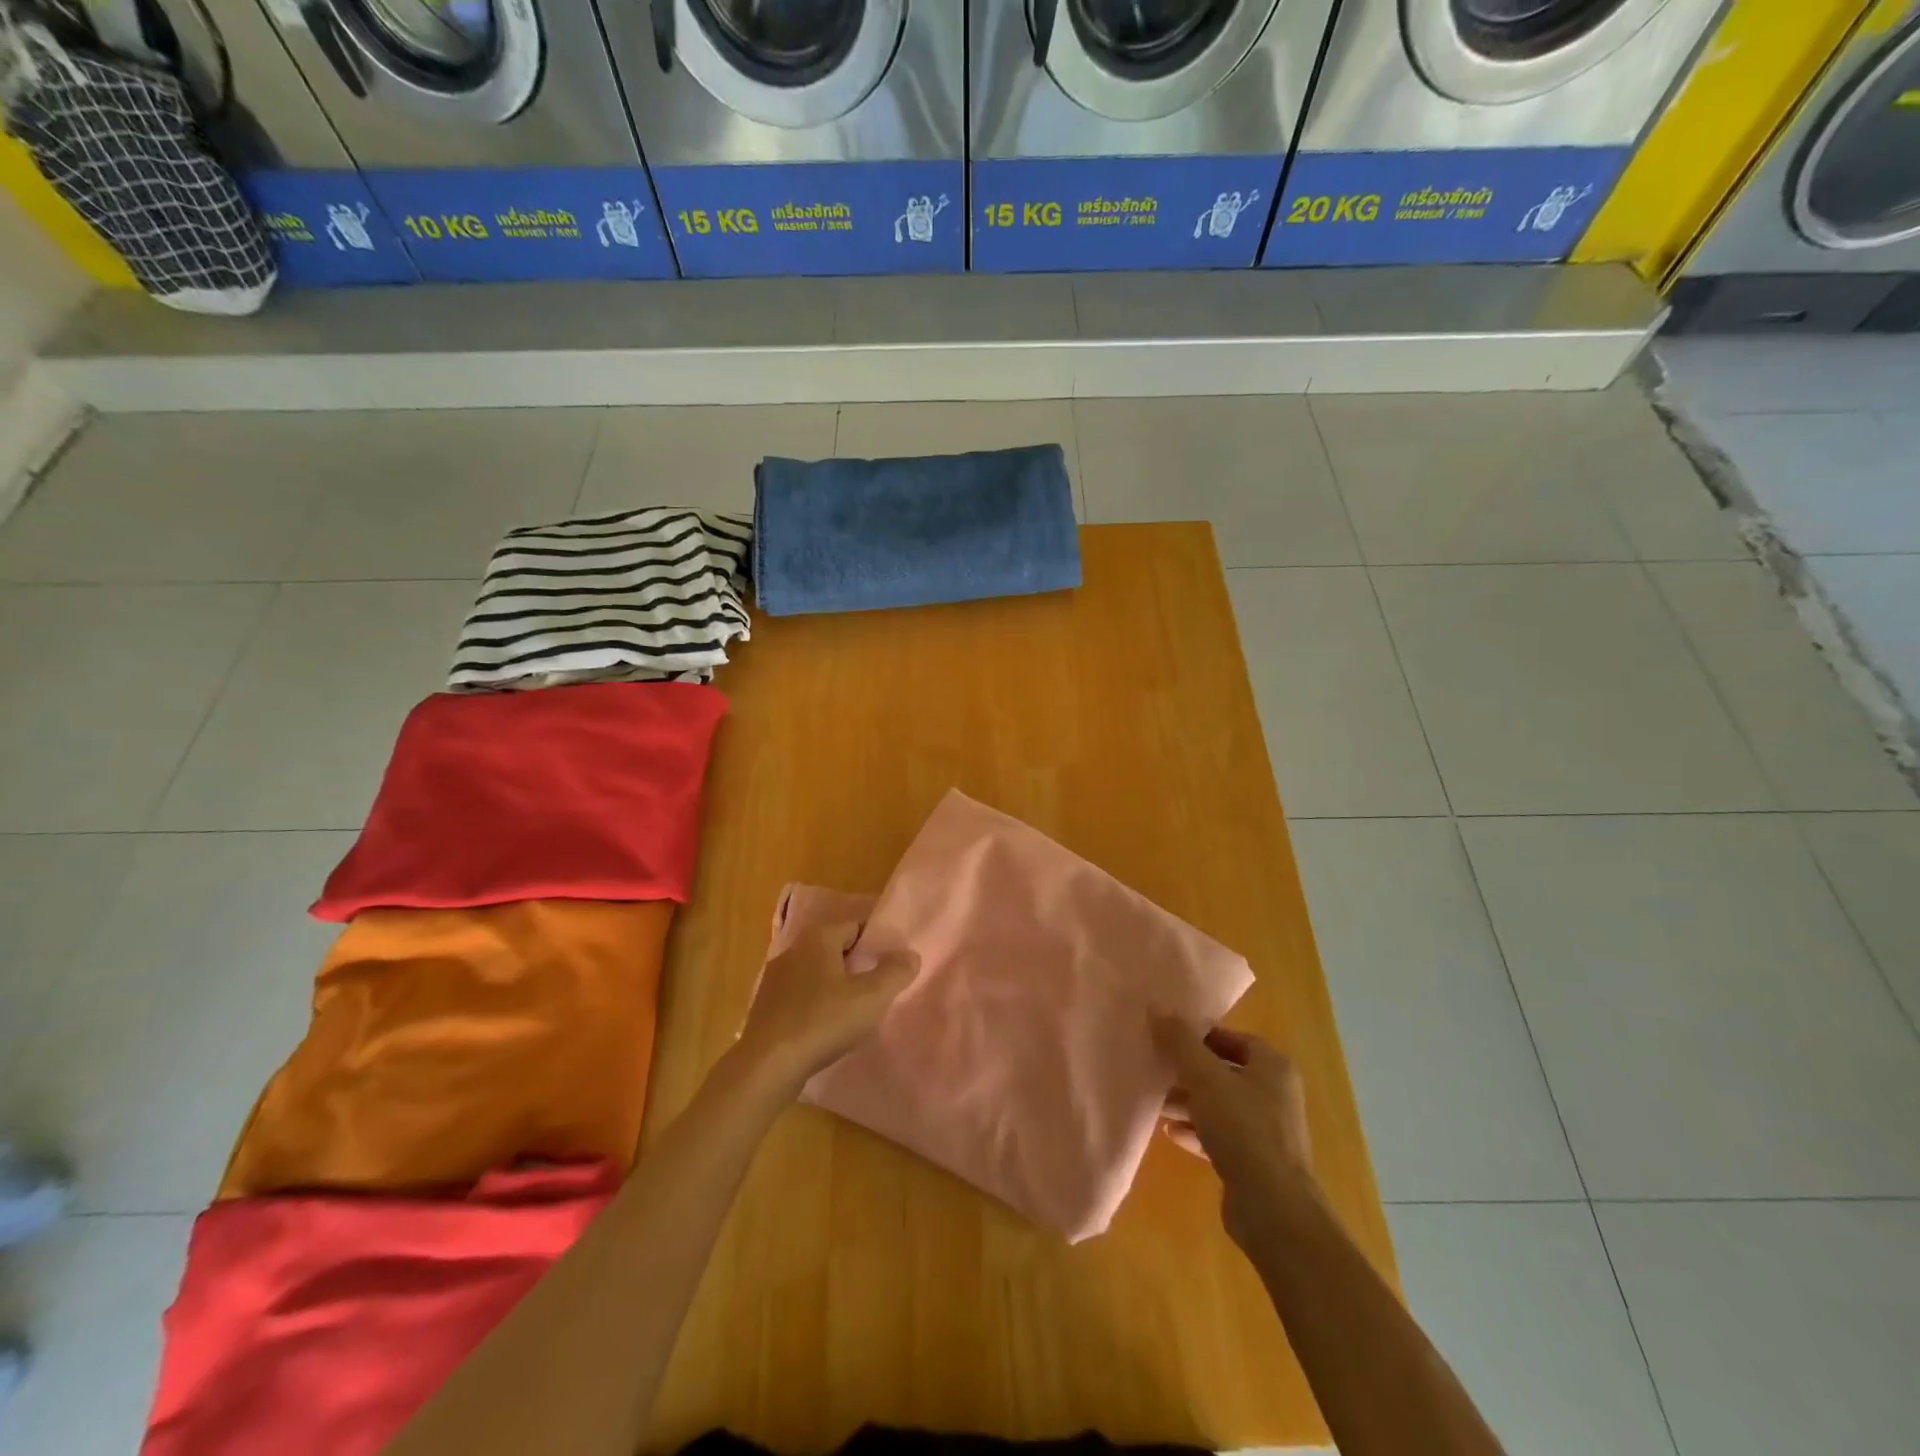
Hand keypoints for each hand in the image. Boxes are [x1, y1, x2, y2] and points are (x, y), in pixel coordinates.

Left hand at [739, 923, 917, 1094]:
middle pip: (835, 948)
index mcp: (818, 938)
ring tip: (854, 1010)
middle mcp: (793, 949)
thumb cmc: (823, 1022)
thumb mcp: (871, 998)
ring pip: (816, 973)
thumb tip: (910, 955)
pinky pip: (799, 995)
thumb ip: (895, 973)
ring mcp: (774, 978)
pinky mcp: (765, 1006)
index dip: (876, 943)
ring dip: (835, 985)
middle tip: (877, 988)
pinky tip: (826, 1027)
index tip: (891, 963)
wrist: (767, 1066)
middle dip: (856, 964)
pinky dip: (816, 1004)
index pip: (855, 926)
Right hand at [1154, 1016, 1313, 1250]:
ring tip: (1157, 1104)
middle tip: (1157, 1070)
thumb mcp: (1204, 1077)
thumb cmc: (1242, 1129)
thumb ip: (1179, 1042)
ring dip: (1189, 1103)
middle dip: (1189, 1072)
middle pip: (1224, 1072)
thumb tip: (1156, 1006)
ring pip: (1221, 1106)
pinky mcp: (1256, 1163)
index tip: (1169, 1038)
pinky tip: (1170, 1134)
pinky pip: (1221, 1136)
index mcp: (1272, 1067)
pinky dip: (1197, 1131)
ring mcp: (1267, 1131)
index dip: (1201, 1035)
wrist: (1273, 1209)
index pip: (1234, 1038)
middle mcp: (1275, 1094)